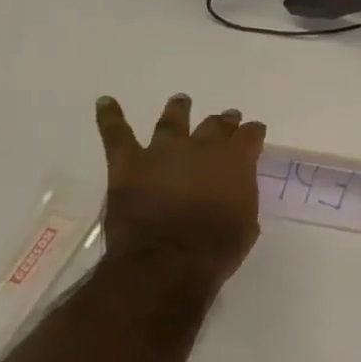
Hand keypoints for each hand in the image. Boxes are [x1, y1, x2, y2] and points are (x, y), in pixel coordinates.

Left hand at [95, 95, 265, 284]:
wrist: (167, 261)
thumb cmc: (216, 248)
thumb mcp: (246, 223)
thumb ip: (241, 198)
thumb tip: (234, 191)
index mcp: (236, 161)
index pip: (250, 136)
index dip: (253, 132)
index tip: (255, 131)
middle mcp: (202, 147)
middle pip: (215, 125)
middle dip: (224, 121)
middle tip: (227, 118)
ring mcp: (162, 152)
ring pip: (172, 121)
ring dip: (178, 110)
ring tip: (181, 100)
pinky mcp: (128, 164)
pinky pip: (116, 134)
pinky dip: (110, 116)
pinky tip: (105, 102)